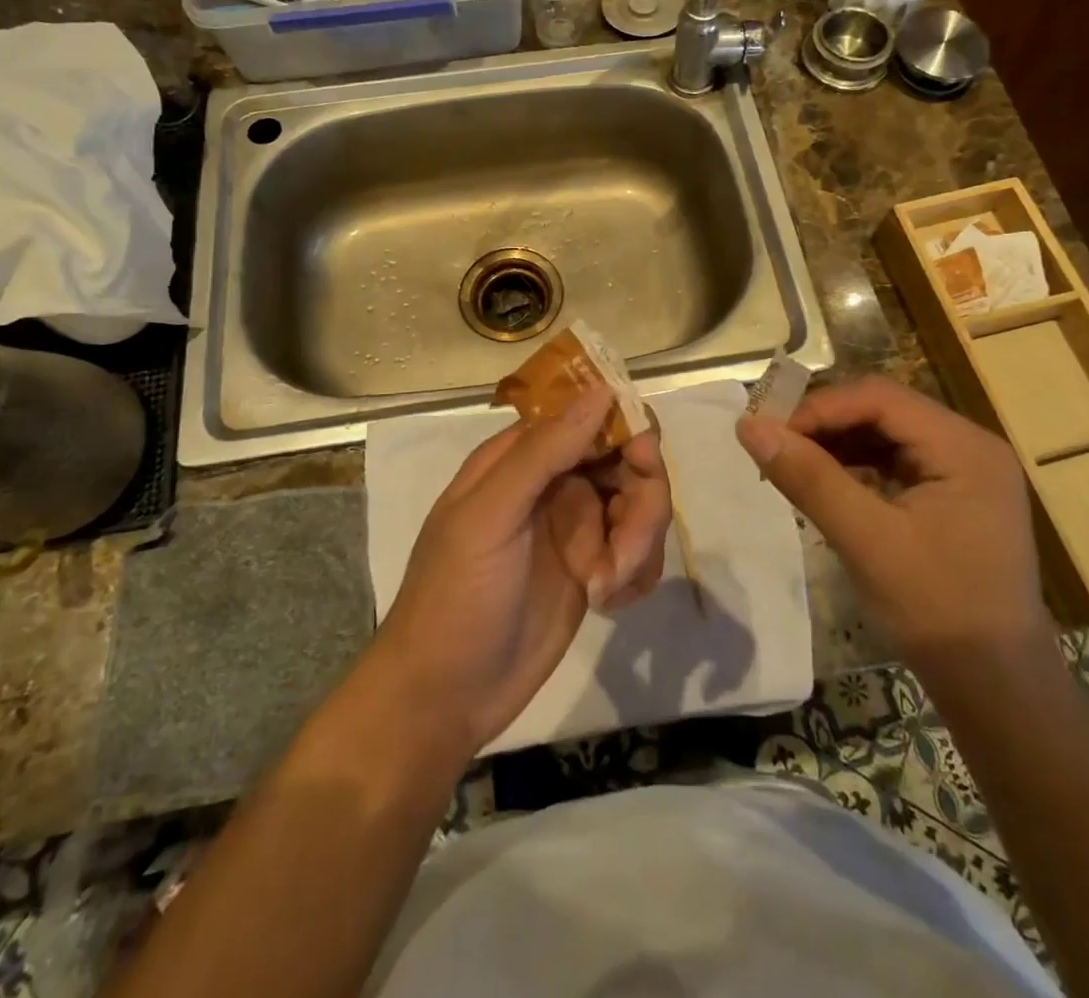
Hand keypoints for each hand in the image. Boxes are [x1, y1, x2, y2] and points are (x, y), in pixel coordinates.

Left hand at [374, 388, 672, 756]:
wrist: (445, 697)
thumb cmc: (456, 596)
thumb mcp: (490, 517)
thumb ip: (544, 452)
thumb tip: (602, 390)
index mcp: (522, 457)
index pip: (588, 415)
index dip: (624, 427)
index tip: (642, 457)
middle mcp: (555, 481)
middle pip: (627, 459)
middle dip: (642, 499)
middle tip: (627, 547)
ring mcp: (577, 526)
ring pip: (641, 504)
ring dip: (639, 544)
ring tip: (608, 587)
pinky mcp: (594, 568)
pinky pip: (639, 550)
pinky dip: (637, 572)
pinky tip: (611, 601)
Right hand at [735, 375, 1054, 679]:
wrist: (996, 689)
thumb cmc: (937, 610)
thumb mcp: (866, 541)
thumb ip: (808, 478)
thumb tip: (748, 426)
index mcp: (964, 447)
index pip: (880, 398)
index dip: (819, 407)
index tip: (768, 432)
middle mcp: (969, 446)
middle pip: (883, 410)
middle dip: (824, 423)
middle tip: (773, 445)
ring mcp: (963, 472)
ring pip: (885, 434)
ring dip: (835, 443)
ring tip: (790, 463)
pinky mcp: (951, 496)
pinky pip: (893, 462)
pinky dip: (854, 466)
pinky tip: (823, 483)